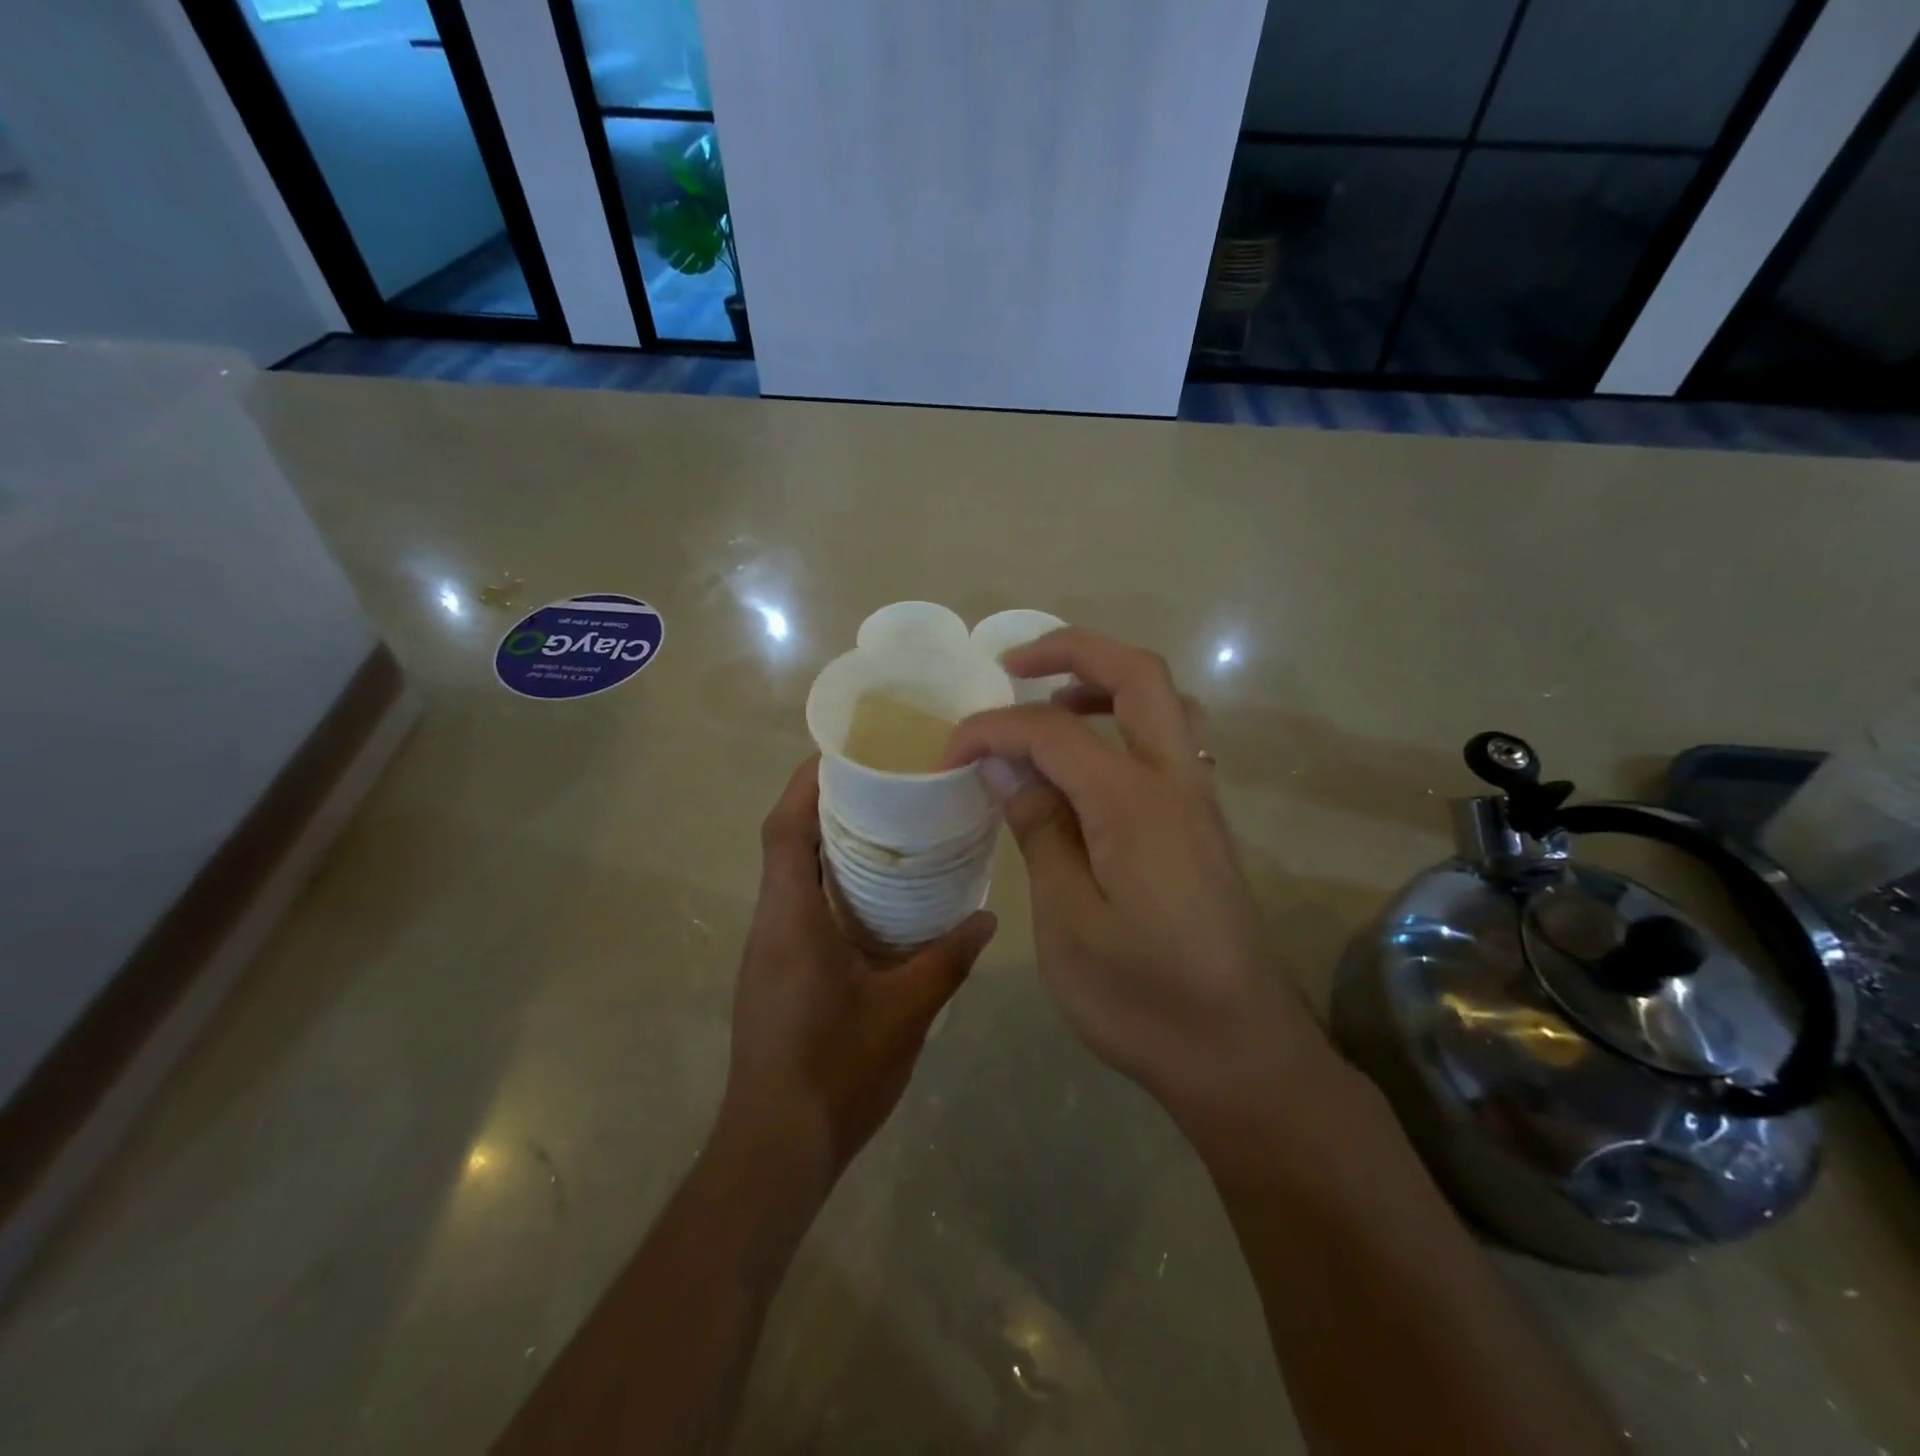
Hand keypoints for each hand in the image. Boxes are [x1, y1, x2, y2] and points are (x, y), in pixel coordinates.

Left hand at [721, 757, 997, 1175]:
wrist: (777, 1147)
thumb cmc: (836, 1071)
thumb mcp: (905, 1012)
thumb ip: (947, 959)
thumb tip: (988, 917)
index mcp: (791, 919)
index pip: (784, 830)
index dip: (806, 784)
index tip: (843, 753)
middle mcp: (771, 924)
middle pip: (786, 844)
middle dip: (825, 806)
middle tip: (882, 785)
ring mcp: (769, 951)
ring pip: (792, 876)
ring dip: (828, 846)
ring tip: (885, 829)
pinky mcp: (776, 973)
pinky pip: (799, 907)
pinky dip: (829, 885)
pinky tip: (873, 898)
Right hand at [941, 629, 1324, 1127]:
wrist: (1240, 1053)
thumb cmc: (1143, 999)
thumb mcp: (1069, 922)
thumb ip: (1039, 830)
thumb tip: (1002, 764)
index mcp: (1135, 802)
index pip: (1052, 731)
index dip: (992, 729)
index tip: (947, 753)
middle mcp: (1177, 780)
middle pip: (1137, 673)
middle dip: (1072, 650)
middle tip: (1012, 668)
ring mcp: (1198, 798)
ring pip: (1162, 701)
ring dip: (1103, 682)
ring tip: (1048, 706)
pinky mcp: (1202, 822)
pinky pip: (1167, 739)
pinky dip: (1122, 722)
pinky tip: (1083, 767)